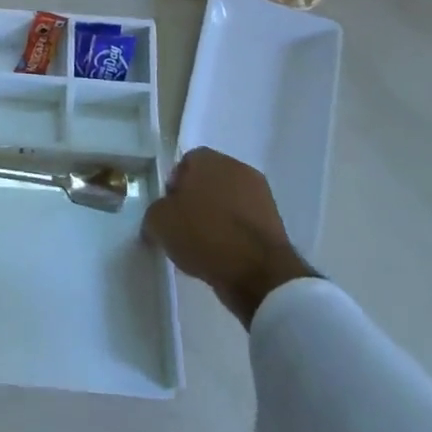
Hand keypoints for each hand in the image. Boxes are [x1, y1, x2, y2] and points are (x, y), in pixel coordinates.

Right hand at [143, 148, 316, 328]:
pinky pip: (244, 222)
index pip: (185, 163)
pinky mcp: (276, 223)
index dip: (173, 185)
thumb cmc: (202, 234)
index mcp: (209, 159)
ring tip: (202, 244)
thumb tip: (160, 218)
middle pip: (209, 181)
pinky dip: (233, 234)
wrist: (257, 272)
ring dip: (216, 217)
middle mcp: (238, 168)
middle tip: (182, 226)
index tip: (167, 209)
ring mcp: (262, 195)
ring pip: (228, 202)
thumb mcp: (158, 222)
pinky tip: (222, 254)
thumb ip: (155, 212)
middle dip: (195, 200)